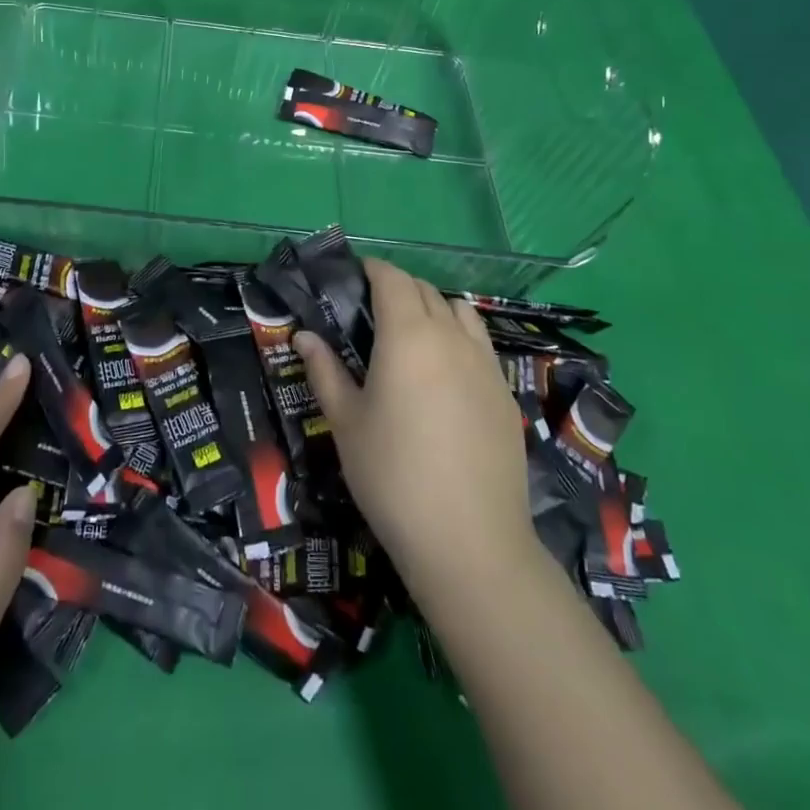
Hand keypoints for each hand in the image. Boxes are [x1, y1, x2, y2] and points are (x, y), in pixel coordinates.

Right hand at [294, 259, 532, 595]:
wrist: (469, 541)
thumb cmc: (392, 476)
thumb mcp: (346, 423)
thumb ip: (325, 371)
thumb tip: (304, 336)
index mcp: (408, 336)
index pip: (393, 279)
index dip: (373, 269)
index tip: (355, 275)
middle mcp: (451, 337)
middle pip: (426, 291)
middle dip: (399, 287)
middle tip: (372, 310)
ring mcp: (485, 363)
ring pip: (460, 311)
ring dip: (434, 308)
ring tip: (413, 336)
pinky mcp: (505, 392)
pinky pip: (480, 344)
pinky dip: (459, 338)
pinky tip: (445, 374)